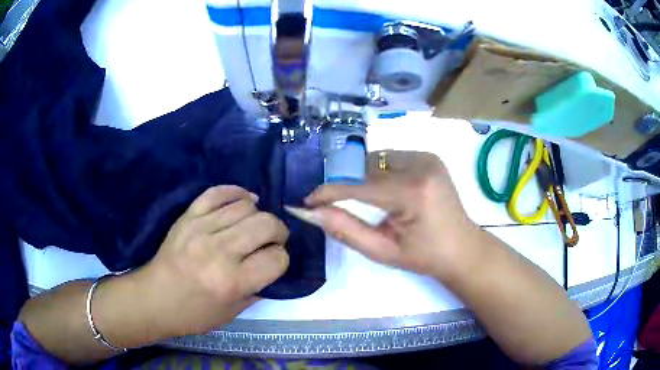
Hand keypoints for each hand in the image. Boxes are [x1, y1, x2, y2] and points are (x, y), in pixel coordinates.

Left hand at [136, 186, 289, 336]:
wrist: (154, 298)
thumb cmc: (194, 313)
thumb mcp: (232, 312)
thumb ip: (257, 289)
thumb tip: (273, 264)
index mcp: (232, 282)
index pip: (276, 259)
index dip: (282, 259)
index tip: (275, 262)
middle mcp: (218, 252)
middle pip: (265, 225)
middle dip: (278, 231)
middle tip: (273, 239)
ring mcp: (201, 229)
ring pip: (245, 206)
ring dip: (259, 214)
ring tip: (256, 223)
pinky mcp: (187, 217)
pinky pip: (217, 193)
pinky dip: (236, 192)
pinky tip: (245, 200)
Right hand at [306, 151, 478, 280]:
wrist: (462, 248)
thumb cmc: (424, 256)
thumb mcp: (383, 251)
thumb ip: (346, 230)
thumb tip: (312, 212)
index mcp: (412, 193)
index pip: (358, 186)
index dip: (329, 192)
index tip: (308, 200)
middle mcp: (421, 166)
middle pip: (366, 168)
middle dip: (351, 186)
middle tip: (347, 208)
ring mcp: (428, 157)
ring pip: (377, 160)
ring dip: (367, 178)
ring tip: (375, 203)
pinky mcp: (430, 157)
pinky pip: (392, 159)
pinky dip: (383, 173)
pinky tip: (392, 193)